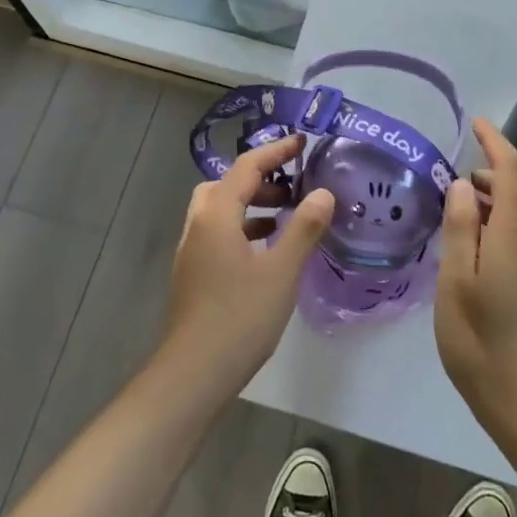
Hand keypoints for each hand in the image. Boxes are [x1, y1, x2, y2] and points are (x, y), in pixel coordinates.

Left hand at [161, 134, 333, 395]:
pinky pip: (220, 232)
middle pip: (228, 184)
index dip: (276, 151)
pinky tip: (267, 250)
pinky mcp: (194, 273)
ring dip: (252, 204)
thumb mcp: (282, 271)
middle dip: (261, 178)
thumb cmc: (240, 317)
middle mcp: (199, 224)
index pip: (247, 166)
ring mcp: (192, 250)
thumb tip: (323, 192)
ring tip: (286, 215)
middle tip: (294, 185)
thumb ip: (303, 228)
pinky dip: (244, 228)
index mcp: (217, 214)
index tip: (303, 142)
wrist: (193, 373)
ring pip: (222, 210)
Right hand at [435, 119, 516, 447]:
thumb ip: (460, 230)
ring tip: (464, 220)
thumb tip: (464, 185)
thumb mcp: (456, 285)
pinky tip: (480, 258)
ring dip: (502, 202)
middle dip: (496, 174)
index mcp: (515, 237)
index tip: (475, 124)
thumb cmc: (485, 348)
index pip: (514, 171)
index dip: (496, 141)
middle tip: (459, 187)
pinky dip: (507, 228)